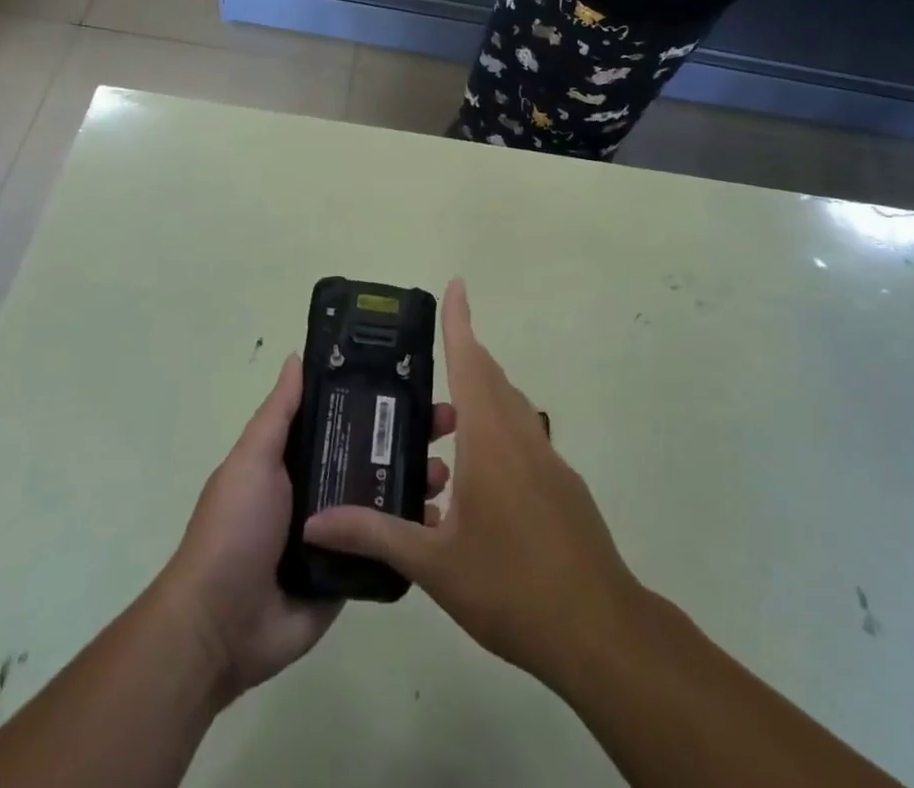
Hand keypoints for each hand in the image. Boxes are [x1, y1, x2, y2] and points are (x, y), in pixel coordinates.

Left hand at [158, 354, 455, 703]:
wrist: (221, 628)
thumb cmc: (235, 529)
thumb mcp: (252, 460)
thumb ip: (279, 413)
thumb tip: (297, 356)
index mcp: (297, 456)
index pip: (345, 416)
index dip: (378, 398)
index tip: (416, 381)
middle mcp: (321, 486)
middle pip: (374, 453)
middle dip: (411, 435)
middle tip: (448, 423)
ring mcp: (340, 531)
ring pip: (388, 496)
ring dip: (419, 479)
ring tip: (443, 473)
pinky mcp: (352, 571)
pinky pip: (389, 546)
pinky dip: (414, 532)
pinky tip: (440, 520)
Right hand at [304, 281, 642, 688]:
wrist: (599, 629)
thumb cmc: (511, 587)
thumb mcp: (434, 565)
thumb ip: (375, 534)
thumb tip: (314, 521)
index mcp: (489, 439)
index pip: (469, 362)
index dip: (460, 321)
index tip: (456, 284)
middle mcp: (520, 436)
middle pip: (491, 378)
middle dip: (464, 354)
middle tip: (429, 354)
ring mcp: (548, 459)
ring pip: (510, 408)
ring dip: (482, 394)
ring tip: (446, 415)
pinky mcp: (564, 485)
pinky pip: (524, 437)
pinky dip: (498, 430)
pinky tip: (481, 476)